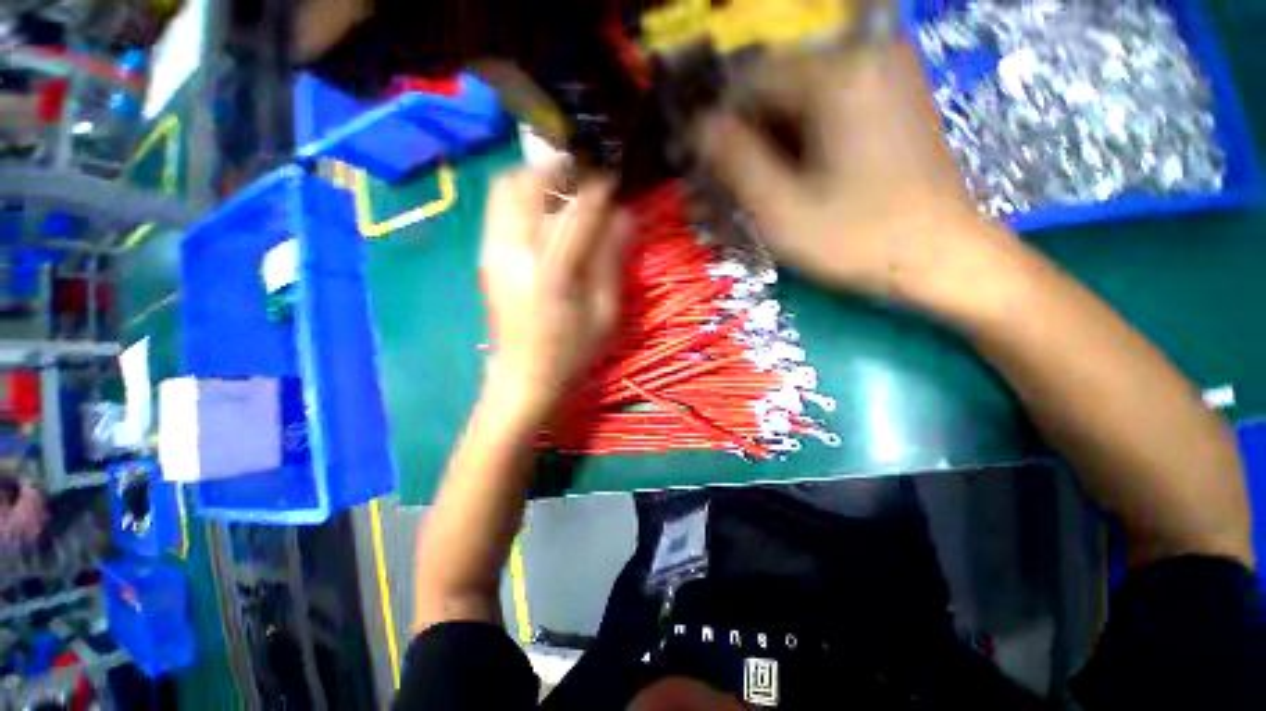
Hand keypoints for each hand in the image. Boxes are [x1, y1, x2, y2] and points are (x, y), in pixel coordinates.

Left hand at [480, 167, 631, 417]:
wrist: (523, 377)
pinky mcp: (484, 256)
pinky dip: (520, 194)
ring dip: (537, 176)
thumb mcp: (605, 313)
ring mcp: (492, 251)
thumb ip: (612, 260)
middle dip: (562, 168)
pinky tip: (542, 208)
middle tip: (587, 175)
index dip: (599, 187)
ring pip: (507, 187)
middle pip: (531, 183)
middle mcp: (515, 252)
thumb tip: (625, 217)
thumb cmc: (572, 352)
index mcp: (553, 272)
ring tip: (564, 186)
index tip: (614, 177)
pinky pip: (497, 206)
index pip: (578, 210)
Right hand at [697, 41, 992, 302]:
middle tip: (722, 192)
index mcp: (838, 75)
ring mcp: (884, 80)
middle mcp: (864, 59)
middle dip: (744, 144)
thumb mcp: (782, 210)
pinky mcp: (891, 106)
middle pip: (776, 94)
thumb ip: (735, 163)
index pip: (751, 83)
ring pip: (799, 108)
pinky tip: (784, 186)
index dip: (718, 127)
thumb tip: (701, 129)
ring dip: (767, 151)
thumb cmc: (859, 240)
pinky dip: (798, 150)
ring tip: (749, 197)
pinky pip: (826, 118)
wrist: (943, 259)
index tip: (701, 170)